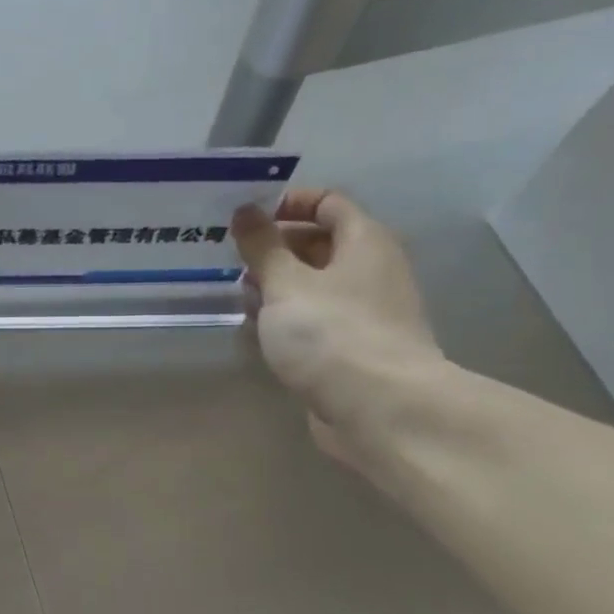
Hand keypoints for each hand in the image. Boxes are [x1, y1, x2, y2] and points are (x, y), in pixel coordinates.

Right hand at [232, 190, 442, 462]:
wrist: (380, 410)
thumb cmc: (331, 333)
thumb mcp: (285, 282)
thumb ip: (261, 245)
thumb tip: (245, 210)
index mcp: (364, 242)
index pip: (328, 202)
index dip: (287, 203)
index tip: (246, 220)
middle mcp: (371, 271)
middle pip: (319, 244)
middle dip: (274, 250)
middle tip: (233, 262)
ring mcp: (365, 313)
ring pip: (314, 286)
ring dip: (277, 288)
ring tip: (240, 299)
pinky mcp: (353, 349)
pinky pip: (316, 321)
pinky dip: (288, 320)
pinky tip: (258, 333)